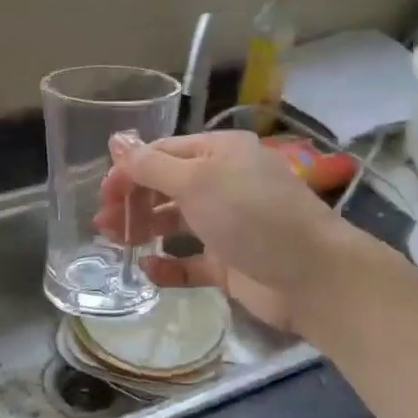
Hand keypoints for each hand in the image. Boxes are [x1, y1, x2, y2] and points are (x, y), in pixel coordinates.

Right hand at [94, 131, 358, 333]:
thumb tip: (116, 140)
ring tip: (114, 243)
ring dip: (144, 229)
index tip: (103, 193)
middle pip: (166, 187)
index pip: (164, 154)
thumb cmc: (253, 216)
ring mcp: (228, 224)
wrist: (314, 277)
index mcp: (220, 153)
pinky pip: (191, 262)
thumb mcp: (197, 182)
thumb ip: (151, 165)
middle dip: (133, 201)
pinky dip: (169, 266)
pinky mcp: (231, 263)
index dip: (130, 170)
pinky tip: (148, 270)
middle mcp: (224, 183)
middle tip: (103, 223)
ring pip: (176, 222)